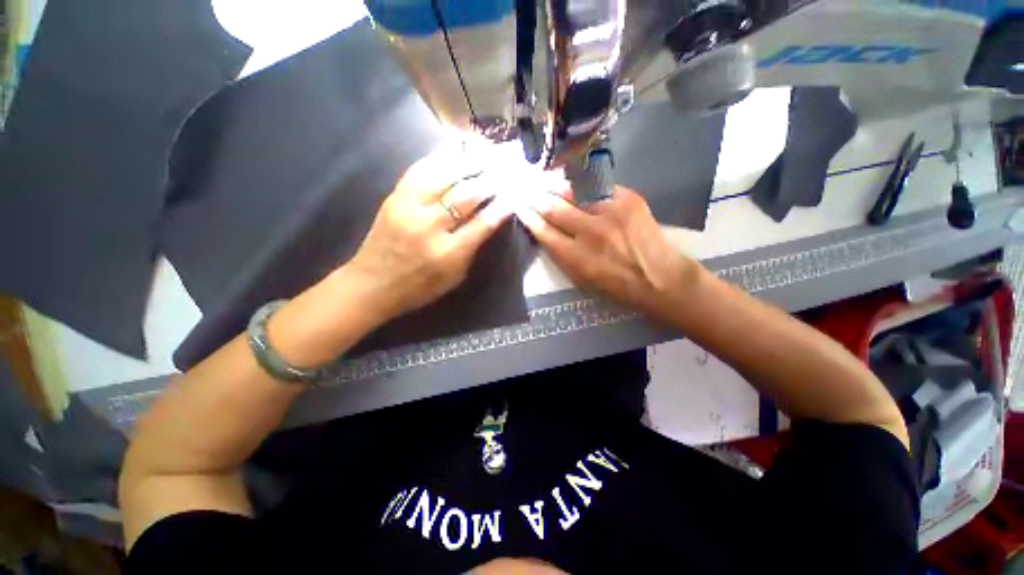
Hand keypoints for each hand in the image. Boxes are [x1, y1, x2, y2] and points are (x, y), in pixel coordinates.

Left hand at [346, 150, 513, 320]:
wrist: (372, 284)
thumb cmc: (419, 287)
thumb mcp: (454, 277)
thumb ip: (472, 249)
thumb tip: (488, 220)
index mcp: (448, 253)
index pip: (482, 224)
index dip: (501, 207)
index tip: (514, 194)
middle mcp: (430, 227)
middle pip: (465, 196)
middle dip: (489, 180)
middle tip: (504, 169)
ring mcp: (409, 208)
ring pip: (444, 177)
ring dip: (468, 164)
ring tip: (485, 155)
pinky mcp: (394, 197)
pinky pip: (419, 171)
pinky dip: (440, 159)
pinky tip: (454, 151)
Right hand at [517, 186, 699, 322]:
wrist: (660, 279)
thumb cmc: (617, 287)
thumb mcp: (582, 280)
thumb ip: (562, 255)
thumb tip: (547, 231)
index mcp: (577, 258)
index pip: (544, 231)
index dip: (529, 217)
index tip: (520, 207)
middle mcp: (590, 232)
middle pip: (554, 208)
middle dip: (537, 197)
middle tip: (528, 189)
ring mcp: (611, 212)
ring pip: (574, 191)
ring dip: (557, 186)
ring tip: (548, 181)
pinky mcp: (629, 200)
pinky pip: (598, 187)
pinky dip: (584, 185)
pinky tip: (576, 182)